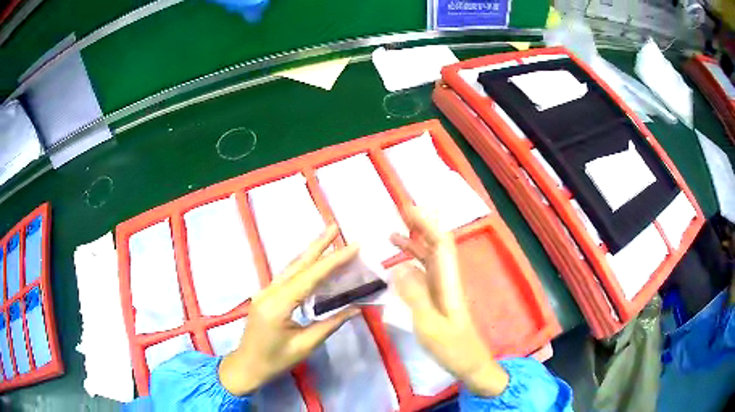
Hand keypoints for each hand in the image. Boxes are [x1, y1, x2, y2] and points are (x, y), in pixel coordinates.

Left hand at [219, 225, 360, 395]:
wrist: (246, 366)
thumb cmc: (274, 361)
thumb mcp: (304, 346)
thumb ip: (329, 325)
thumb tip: (355, 308)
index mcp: (278, 305)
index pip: (310, 278)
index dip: (332, 261)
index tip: (353, 246)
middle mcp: (269, 292)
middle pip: (297, 264)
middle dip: (317, 245)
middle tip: (335, 227)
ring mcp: (265, 292)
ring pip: (290, 268)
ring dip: (310, 252)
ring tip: (328, 238)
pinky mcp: (266, 296)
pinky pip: (286, 276)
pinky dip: (302, 266)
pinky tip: (312, 263)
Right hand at [390, 207, 508, 396]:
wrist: (470, 364)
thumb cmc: (453, 347)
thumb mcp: (430, 325)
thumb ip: (415, 296)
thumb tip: (398, 267)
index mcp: (448, 282)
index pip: (441, 244)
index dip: (427, 224)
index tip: (408, 211)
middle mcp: (447, 280)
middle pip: (436, 246)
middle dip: (420, 228)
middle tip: (398, 215)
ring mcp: (442, 291)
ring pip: (429, 260)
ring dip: (414, 245)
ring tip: (392, 236)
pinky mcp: (438, 300)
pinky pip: (424, 275)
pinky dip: (411, 265)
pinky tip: (398, 266)